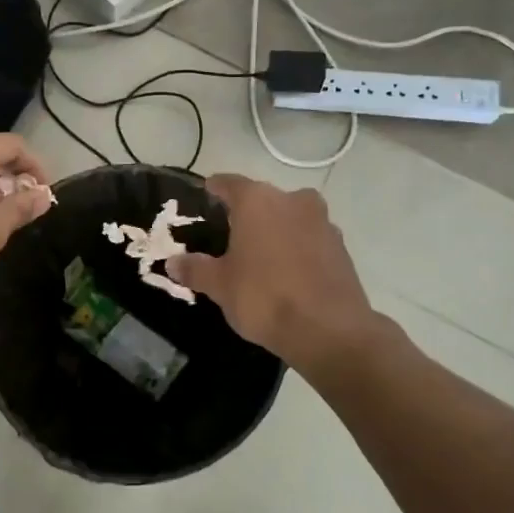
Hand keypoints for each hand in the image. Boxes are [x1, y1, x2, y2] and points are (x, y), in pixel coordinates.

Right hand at [165, 174, 375, 373]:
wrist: (329, 330)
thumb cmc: (264, 297)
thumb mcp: (219, 285)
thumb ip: (195, 269)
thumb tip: (172, 263)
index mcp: (257, 200)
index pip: (229, 183)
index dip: (214, 189)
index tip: (205, 195)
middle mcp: (292, 200)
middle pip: (262, 199)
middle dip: (246, 213)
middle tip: (228, 234)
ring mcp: (322, 222)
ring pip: (289, 217)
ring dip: (275, 230)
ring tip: (258, 255)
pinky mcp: (341, 247)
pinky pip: (309, 239)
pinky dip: (296, 248)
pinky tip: (286, 271)